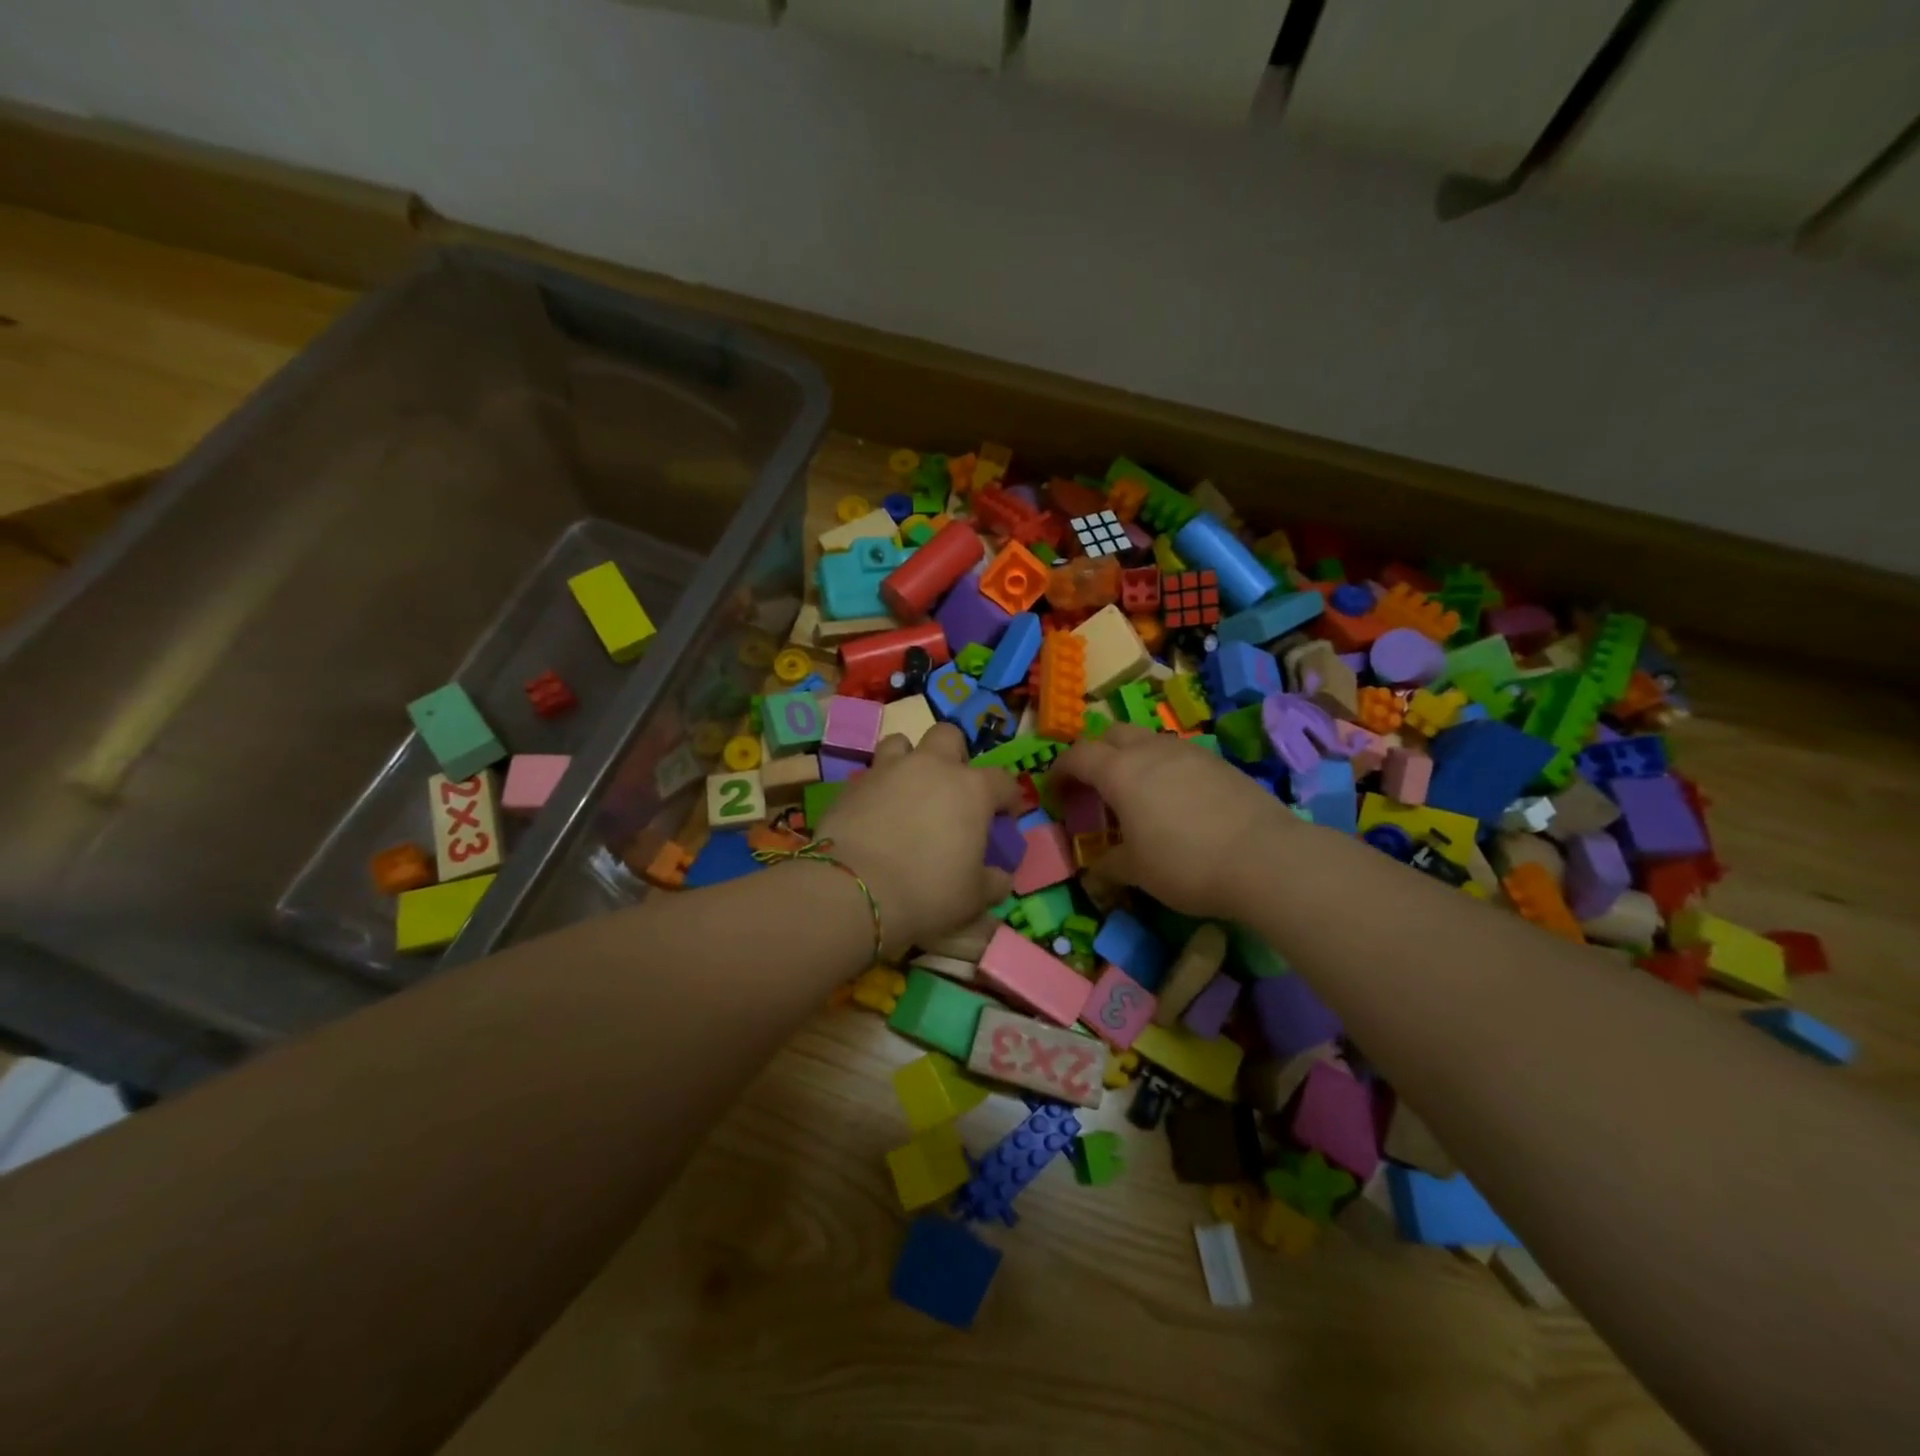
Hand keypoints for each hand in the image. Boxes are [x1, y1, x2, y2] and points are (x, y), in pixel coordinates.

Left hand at [817, 723, 1023, 956]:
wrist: (853, 890)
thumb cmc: (927, 892)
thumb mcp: (974, 898)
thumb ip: (994, 881)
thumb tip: (1000, 875)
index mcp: (972, 789)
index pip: (1003, 781)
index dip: (1008, 800)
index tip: (1004, 821)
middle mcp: (932, 767)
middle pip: (949, 737)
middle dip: (955, 756)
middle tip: (952, 790)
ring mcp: (889, 769)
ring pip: (902, 743)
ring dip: (910, 760)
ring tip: (908, 791)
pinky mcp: (853, 783)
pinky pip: (871, 773)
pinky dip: (879, 786)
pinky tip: (876, 813)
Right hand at [1054, 725, 1301, 918]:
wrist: (1266, 858)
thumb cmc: (1186, 864)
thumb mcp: (1136, 871)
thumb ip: (1109, 864)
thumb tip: (1096, 867)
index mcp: (1120, 772)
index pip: (1077, 756)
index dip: (1060, 770)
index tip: (1054, 790)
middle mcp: (1150, 750)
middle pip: (1112, 734)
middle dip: (1095, 753)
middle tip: (1092, 784)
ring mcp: (1188, 752)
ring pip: (1148, 740)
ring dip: (1131, 758)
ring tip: (1134, 792)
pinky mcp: (1219, 763)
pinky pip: (1177, 755)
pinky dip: (1163, 768)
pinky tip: (1174, 800)